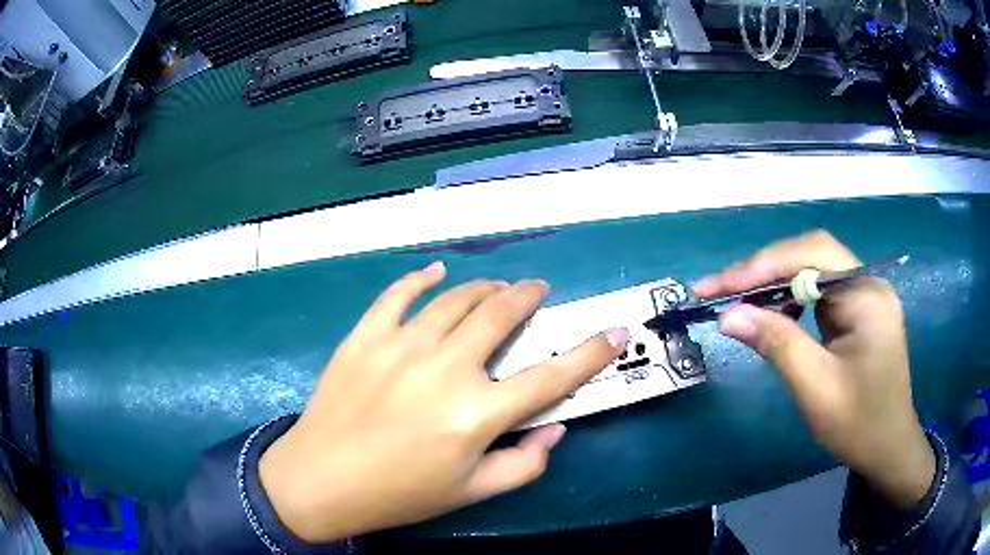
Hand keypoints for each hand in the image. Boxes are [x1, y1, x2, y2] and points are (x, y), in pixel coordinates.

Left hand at [258, 262, 627, 541]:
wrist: (321, 480)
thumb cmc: (399, 494)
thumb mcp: (470, 493)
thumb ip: (523, 465)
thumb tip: (556, 428)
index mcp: (477, 415)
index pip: (550, 378)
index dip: (590, 353)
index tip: (614, 331)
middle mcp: (445, 370)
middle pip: (500, 317)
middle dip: (527, 297)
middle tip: (536, 291)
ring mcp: (401, 346)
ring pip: (455, 300)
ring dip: (483, 288)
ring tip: (496, 288)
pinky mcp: (365, 337)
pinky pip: (398, 295)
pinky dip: (421, 279)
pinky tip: (435, 273)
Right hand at [694, 231, 934, 507]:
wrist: (887, 447)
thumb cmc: (858, 424)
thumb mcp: (815, 388)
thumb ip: (776, 344)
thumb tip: (728, 315)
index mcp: (866, 295)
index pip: (811, 256)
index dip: (762, 265)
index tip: (718, 287)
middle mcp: (867, 283)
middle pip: (810, 255)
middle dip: (763, 269)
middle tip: (719, 290)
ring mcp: (863, 295)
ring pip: (812, 270)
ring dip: (773, 282)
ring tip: (738, 301)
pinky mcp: (857, 310)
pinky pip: (818, 291)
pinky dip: (789, 298)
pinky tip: (772, 315)